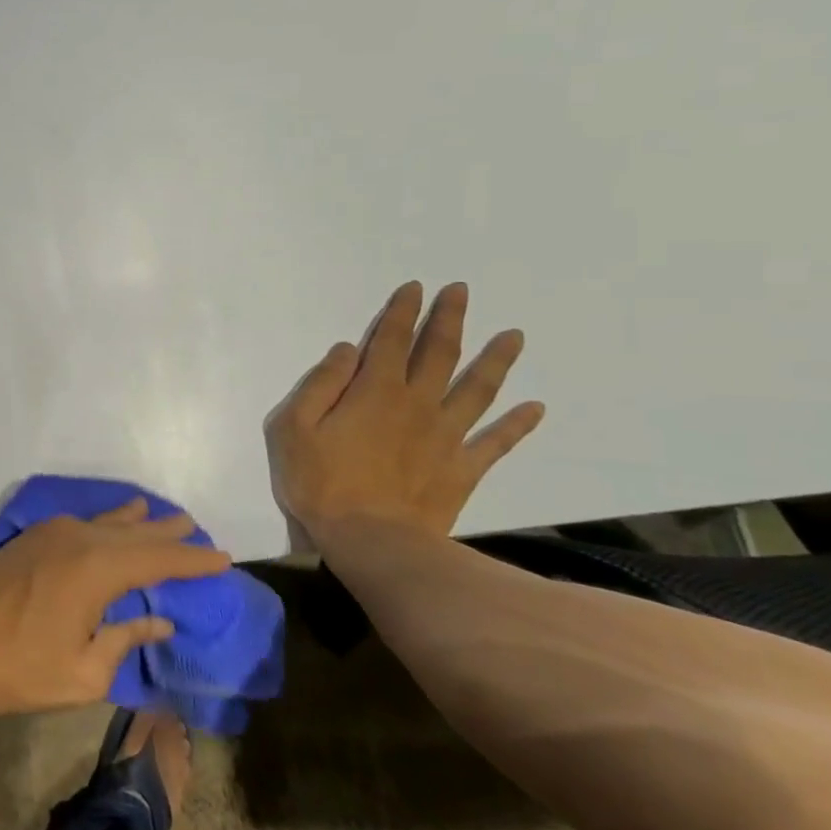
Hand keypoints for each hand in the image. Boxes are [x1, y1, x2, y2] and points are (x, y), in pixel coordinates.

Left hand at [0, 501, 230, 722]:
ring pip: (108, 522)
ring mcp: (52, 533)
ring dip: (137, 522)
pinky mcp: (32, 538)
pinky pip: (84, 522)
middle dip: (168, 533)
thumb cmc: (21, 667)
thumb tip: (159, 622)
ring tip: (161, 517)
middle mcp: (79, 538)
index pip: (159, 558)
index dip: (193, 559)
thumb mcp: (85, 670)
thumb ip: (126, 639)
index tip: (223, 556)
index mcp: (98, 567)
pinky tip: (113, 522)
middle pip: (135, 532)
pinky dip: (108, 523)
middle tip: (197, 530)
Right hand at [265, 281, 544, 546]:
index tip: (416, 287)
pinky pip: (496, 443)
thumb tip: (347, 350)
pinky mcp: (463, 470)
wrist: (371, 542)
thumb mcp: (294, 427)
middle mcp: (417, 404)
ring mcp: (446, 436)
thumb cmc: (321, 483)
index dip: (403, 311)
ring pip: (477, 390)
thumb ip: (320, 384)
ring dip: (496, 360)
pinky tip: (536, 408)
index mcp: (374, 391)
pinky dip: (517, 425)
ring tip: (514, 335)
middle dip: (448, 319)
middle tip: (461, 292)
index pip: (391, 340)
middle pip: (438, 353)